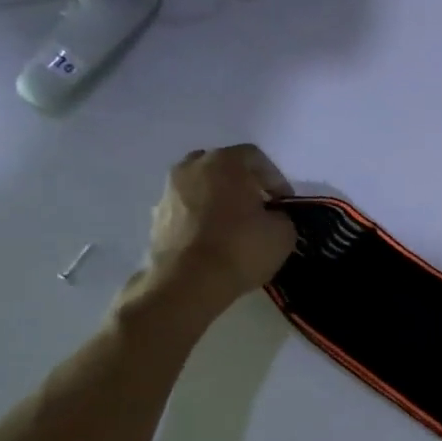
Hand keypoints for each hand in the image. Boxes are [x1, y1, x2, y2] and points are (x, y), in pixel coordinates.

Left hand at [141, 145, 297, 307]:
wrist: (187, 283)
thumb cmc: (240, 248)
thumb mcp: (283, 232)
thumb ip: (281, 215)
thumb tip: (272, 216)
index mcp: (224, 162)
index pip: (255, 157)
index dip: (276, 179)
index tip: (285, 204)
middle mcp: (191, 167)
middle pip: (224, 167)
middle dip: (243, 184)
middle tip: (260, 208)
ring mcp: (168, 191)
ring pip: (202, 187)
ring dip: (220, 200)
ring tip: (236, 227)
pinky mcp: (156, 217)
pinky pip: (187, 209)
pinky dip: (202, 218)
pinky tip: (215, 241)